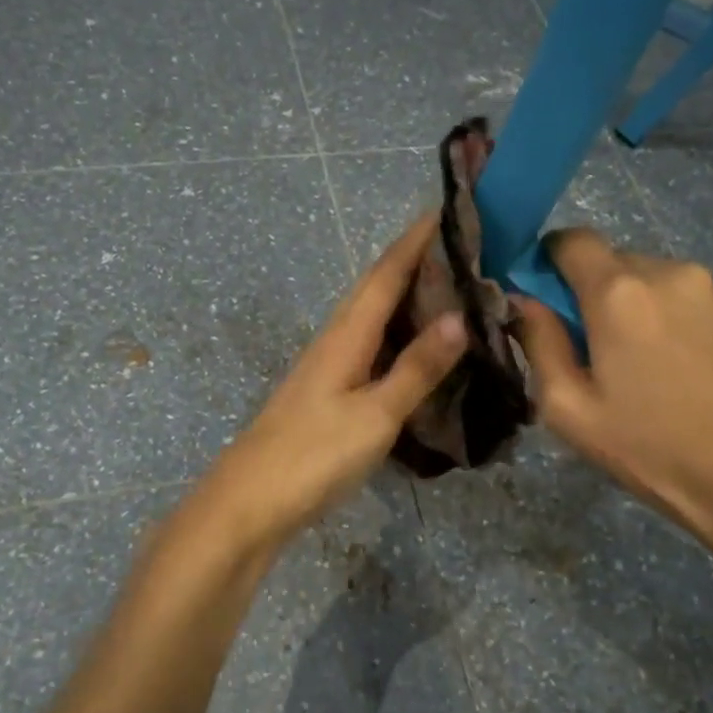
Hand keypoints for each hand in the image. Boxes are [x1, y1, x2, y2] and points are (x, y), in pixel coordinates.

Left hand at [195, 213, 465, 552]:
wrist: (249, 504)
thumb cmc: (313, 455)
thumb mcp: (375, 414)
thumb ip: (416, 368)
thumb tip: (459, 317)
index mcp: (346, 334)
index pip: (386, 273)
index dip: (415, 240)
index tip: (447, 208)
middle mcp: (335, 340)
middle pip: (376, 289)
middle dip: (415, 262)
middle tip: (463, 247)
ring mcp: (328, 368)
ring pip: (373, 318)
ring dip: (408, 298)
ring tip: (452, 290)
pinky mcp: (327, 394)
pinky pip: (370, 348)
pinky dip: (398, 337)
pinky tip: (417, 349)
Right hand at [513, 228, 712, 557]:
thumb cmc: (654, 451)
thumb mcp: (570, 410)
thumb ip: (539, 343)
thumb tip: (524, 301)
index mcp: (619, 294)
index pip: (572, 240)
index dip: (552, 261)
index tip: (551, 300)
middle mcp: (672, 273)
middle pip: (618, 262)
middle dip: (600, 295)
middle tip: (606, 352)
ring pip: (663, 283)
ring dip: (648, 310)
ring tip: (660, 370)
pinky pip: (704, 303)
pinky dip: (689, 324)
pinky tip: (701, 376)